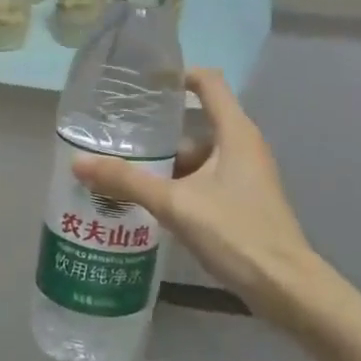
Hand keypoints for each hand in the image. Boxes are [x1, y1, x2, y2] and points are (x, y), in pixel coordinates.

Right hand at [73, 69, 327, 318]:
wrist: (283, 286)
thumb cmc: (236, 232)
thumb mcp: (175, 204)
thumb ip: (127, 182)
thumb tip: (77, 163)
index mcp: (235, 133)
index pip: (208, 83)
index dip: (178, 75)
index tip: (142, 83)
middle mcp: (243, 147)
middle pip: (195, 124)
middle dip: (157, 131)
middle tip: (117, 136)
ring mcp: (244, 176)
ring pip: (197, 157)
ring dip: (164, 163)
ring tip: (123, 171)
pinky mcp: (241, 201)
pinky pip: (203, 180)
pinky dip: (177, 184)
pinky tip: (148, 201)